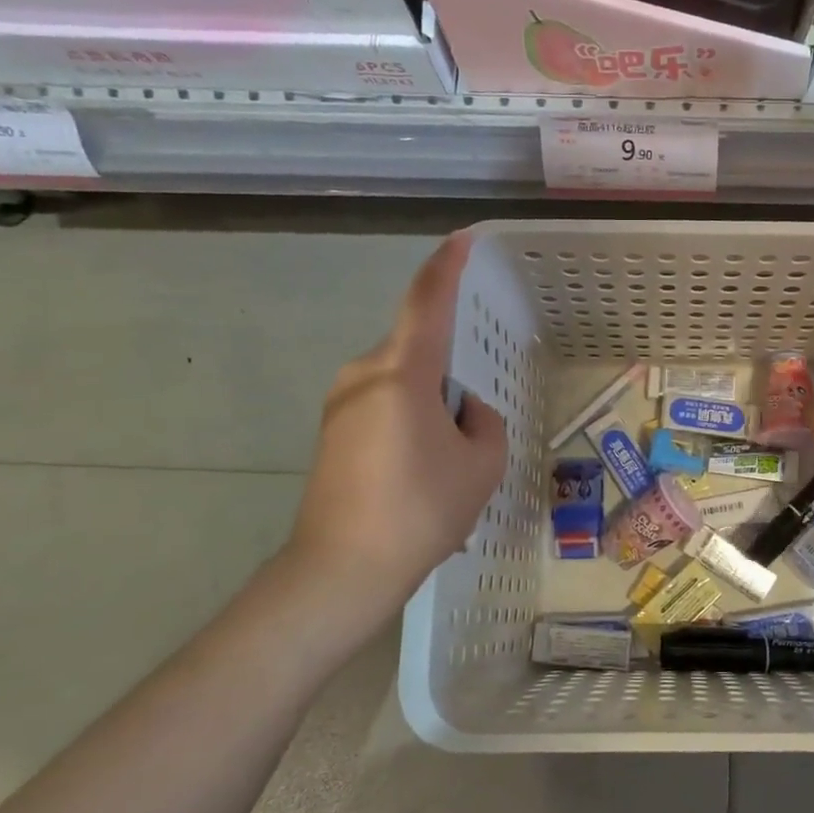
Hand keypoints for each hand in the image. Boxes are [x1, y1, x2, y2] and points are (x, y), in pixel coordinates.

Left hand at [282, 231, 507, 613]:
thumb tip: (461, 411)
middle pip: (419, 351)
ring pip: (403, 383)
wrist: (340, 572)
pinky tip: (417, 478)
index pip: (427, 302)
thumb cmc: (420, 510)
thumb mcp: (481, 464)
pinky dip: (409, 425)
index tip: (462, 240)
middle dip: (450, 380)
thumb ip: (483, 422)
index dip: (447, 266)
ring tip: (443, 469)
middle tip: (470, 436)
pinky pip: (383, 407)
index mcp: (401, 372)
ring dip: (431, 408)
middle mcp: (363, 375)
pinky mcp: (330, 432)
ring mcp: (339, 403)